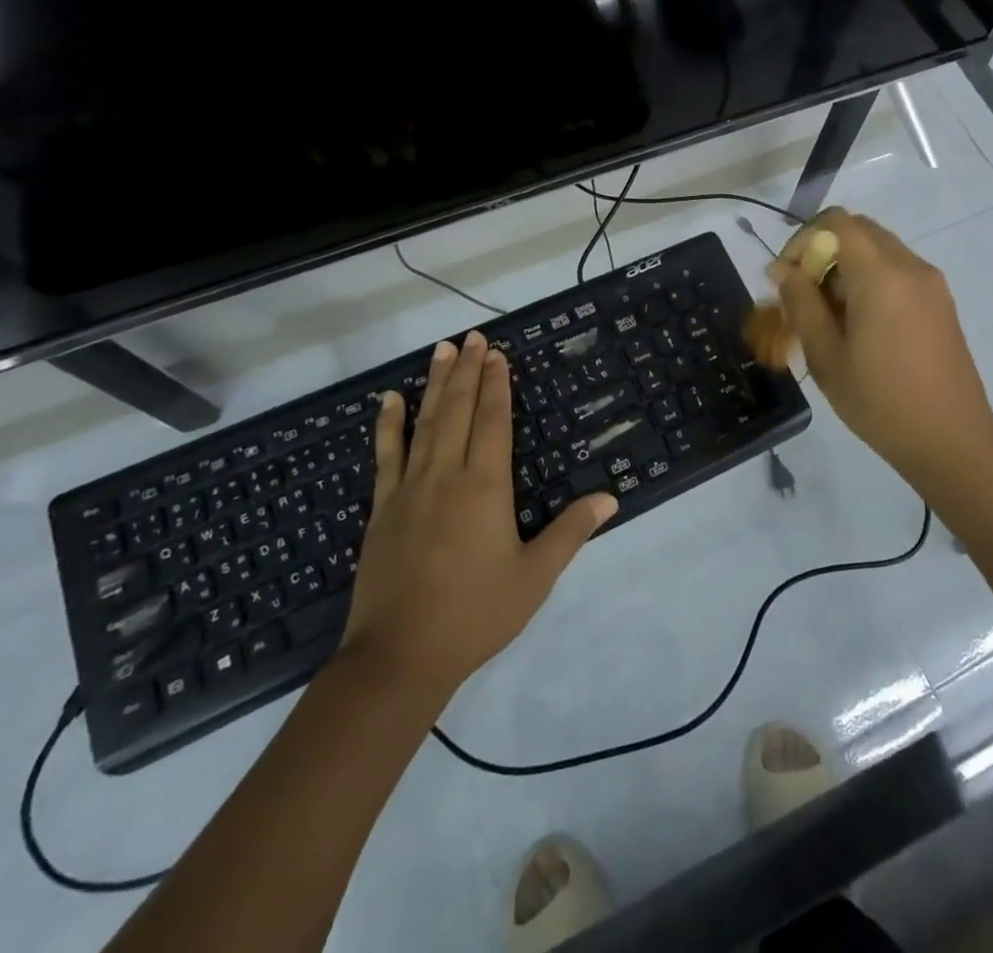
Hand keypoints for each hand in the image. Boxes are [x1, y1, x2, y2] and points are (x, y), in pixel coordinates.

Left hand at [340, 331, 616, 700]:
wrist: (399, 656)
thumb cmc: (476, 614)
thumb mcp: (535, 577)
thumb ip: (571, 532)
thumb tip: (610, 497)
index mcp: (486, 488)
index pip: (493, 422)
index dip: (497, 385)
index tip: (498, 354)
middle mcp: (447, 476)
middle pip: (458, 411)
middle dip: (467, 371)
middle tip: (472, 336)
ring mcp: (409, 489)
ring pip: (424, 423)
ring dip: (434, 384)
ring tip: (441, 349)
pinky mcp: (382, 508)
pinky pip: (386, 456)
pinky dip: (388, 424)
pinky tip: (389, 399)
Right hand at [770, 209, 992, 488]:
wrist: (952, 442)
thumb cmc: (880, 402)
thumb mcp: (826, 356)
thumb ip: (801, 303)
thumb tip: (783, 269)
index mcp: (882, 276)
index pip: (836, 223)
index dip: (802, 240)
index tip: (785, 278)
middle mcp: (911, 267)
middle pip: (858, 230)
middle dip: (822, 251)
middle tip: (802, 294)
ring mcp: (931, 283)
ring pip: (877, 250)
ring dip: (844, 266)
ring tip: (826, 315)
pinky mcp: (940, 302)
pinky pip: (896, 271)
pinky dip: (868, 280)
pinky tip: (857, 324)